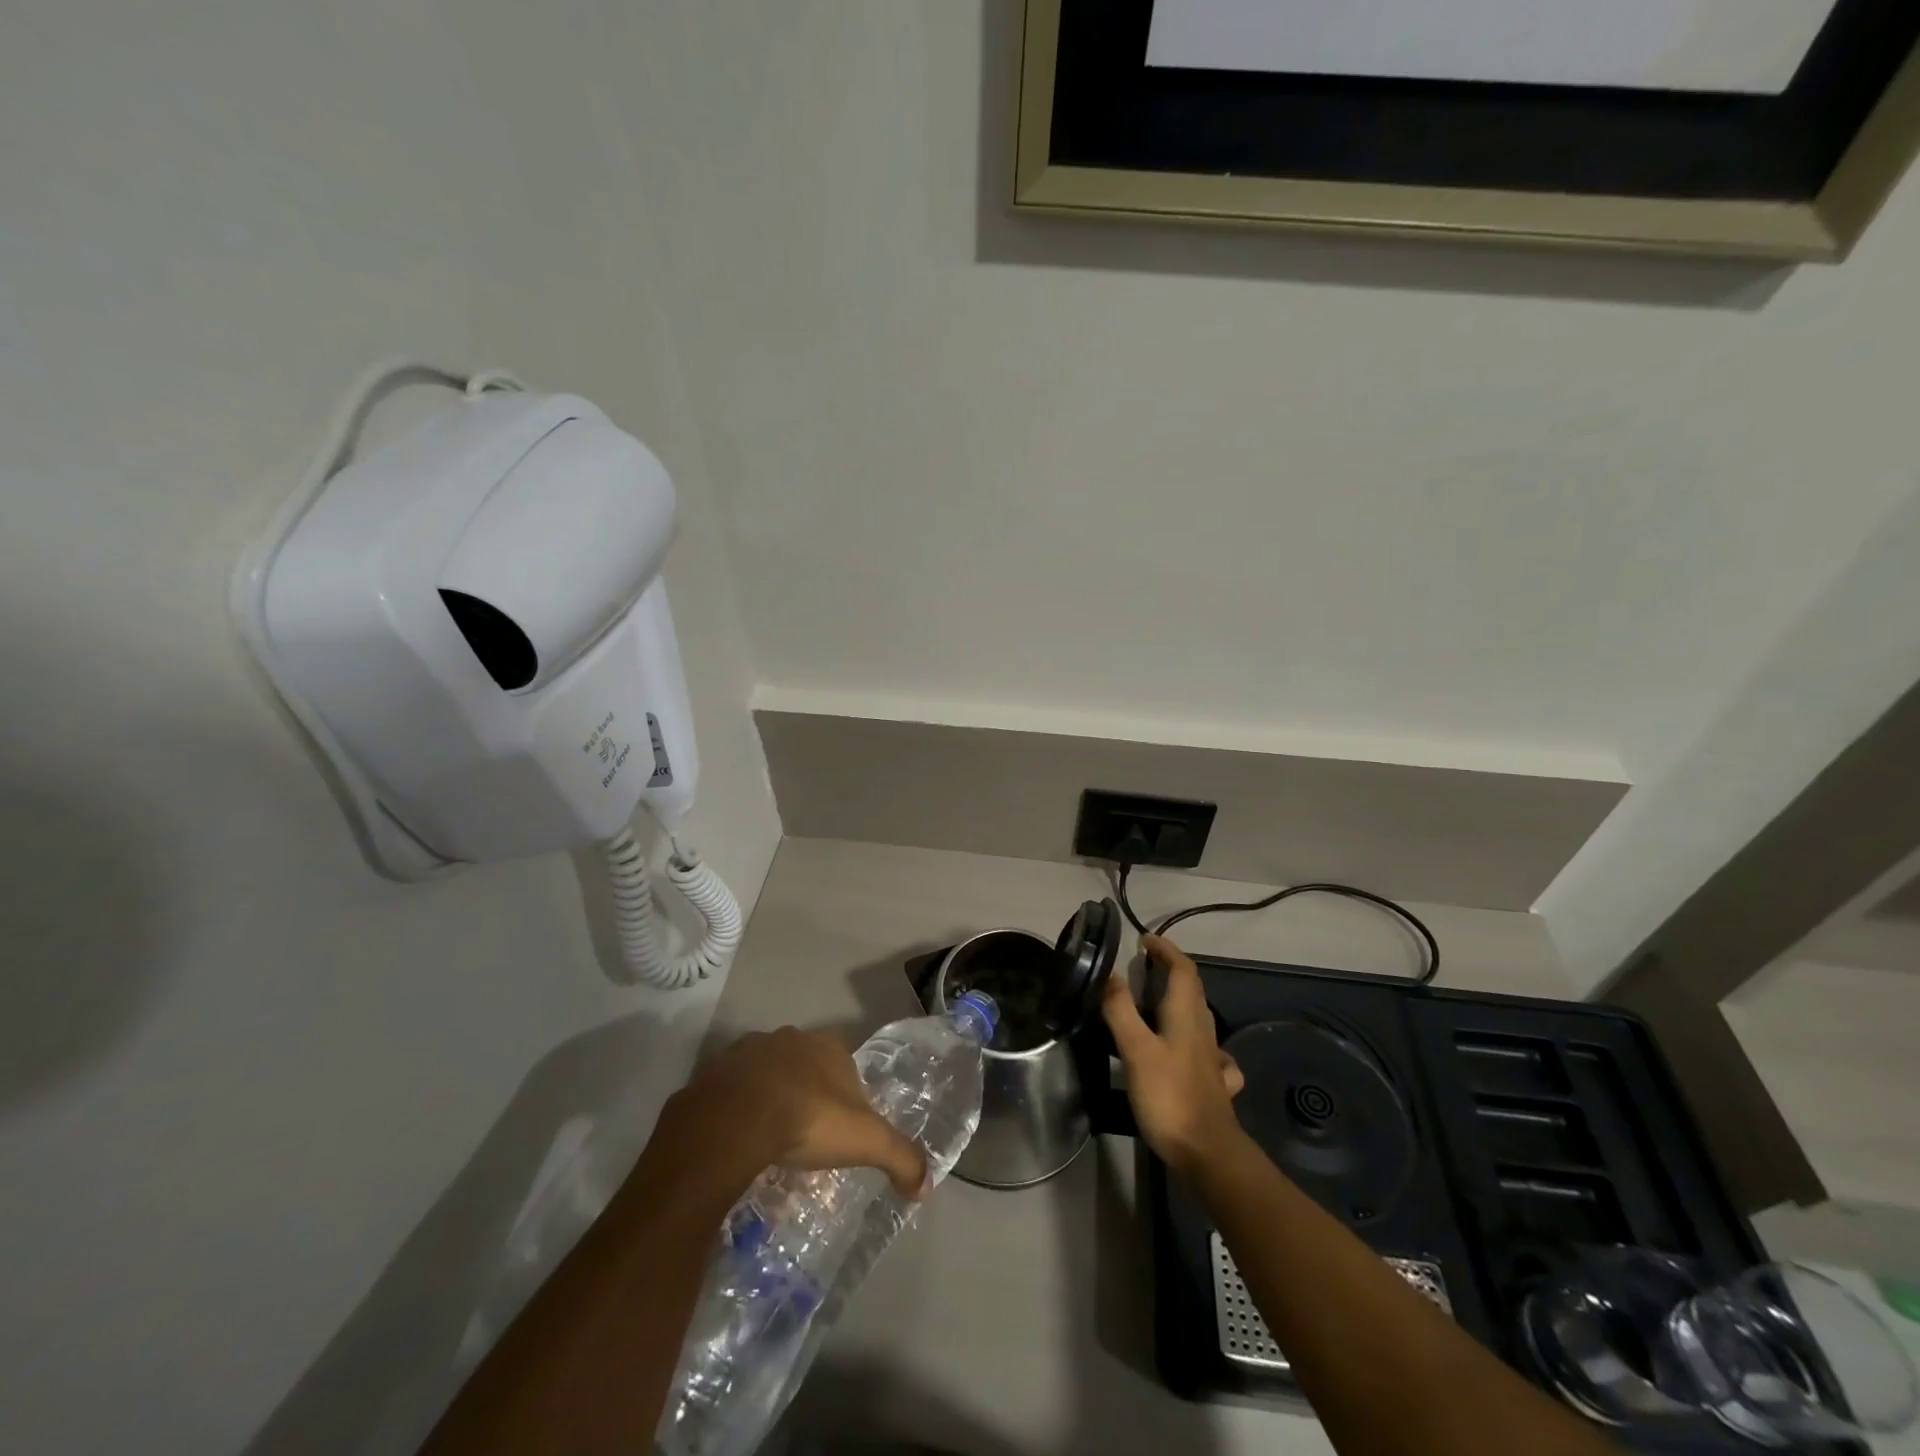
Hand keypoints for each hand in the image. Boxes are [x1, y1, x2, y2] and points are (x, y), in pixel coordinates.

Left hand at [669, 1027, 930, 1199]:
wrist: (734, 1120)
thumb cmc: (808, 1120)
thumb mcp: (865, 1142)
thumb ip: (900, 1157)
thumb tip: (926, 1186)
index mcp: (827, 1047)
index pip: (845, 1066)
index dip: (847, 1096)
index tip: (841, 1130)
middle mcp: (789, 1039)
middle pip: (805, 1067)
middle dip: (807, 1095)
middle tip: (806, 1138)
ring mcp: (747, 1051)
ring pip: (766, 1075)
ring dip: (770, 1099)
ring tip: (770, 1142)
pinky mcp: (713, 1072)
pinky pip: (731, 1091)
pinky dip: (736, 1110)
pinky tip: (737, 1140)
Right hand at [1103, 935, 1246, 1176]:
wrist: (1209, 1154)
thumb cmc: (1169, 1096)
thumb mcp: (1136, 1050)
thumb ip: (1121, 1010)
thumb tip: (1111, 973)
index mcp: (1186, 1014)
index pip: (1182, 968)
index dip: (1166, 950)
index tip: (1144, 940)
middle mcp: (1202, 1029)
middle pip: (1191, 989)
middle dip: (1170, 970)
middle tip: (1142, 966)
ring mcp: (1211, 1057)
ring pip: (1197, 1016)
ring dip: (1178, 998)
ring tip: (1153, 1000)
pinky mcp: (1212, 1082)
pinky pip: (1204, 1048)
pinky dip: (1191, 1035)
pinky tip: (1184, 1049)